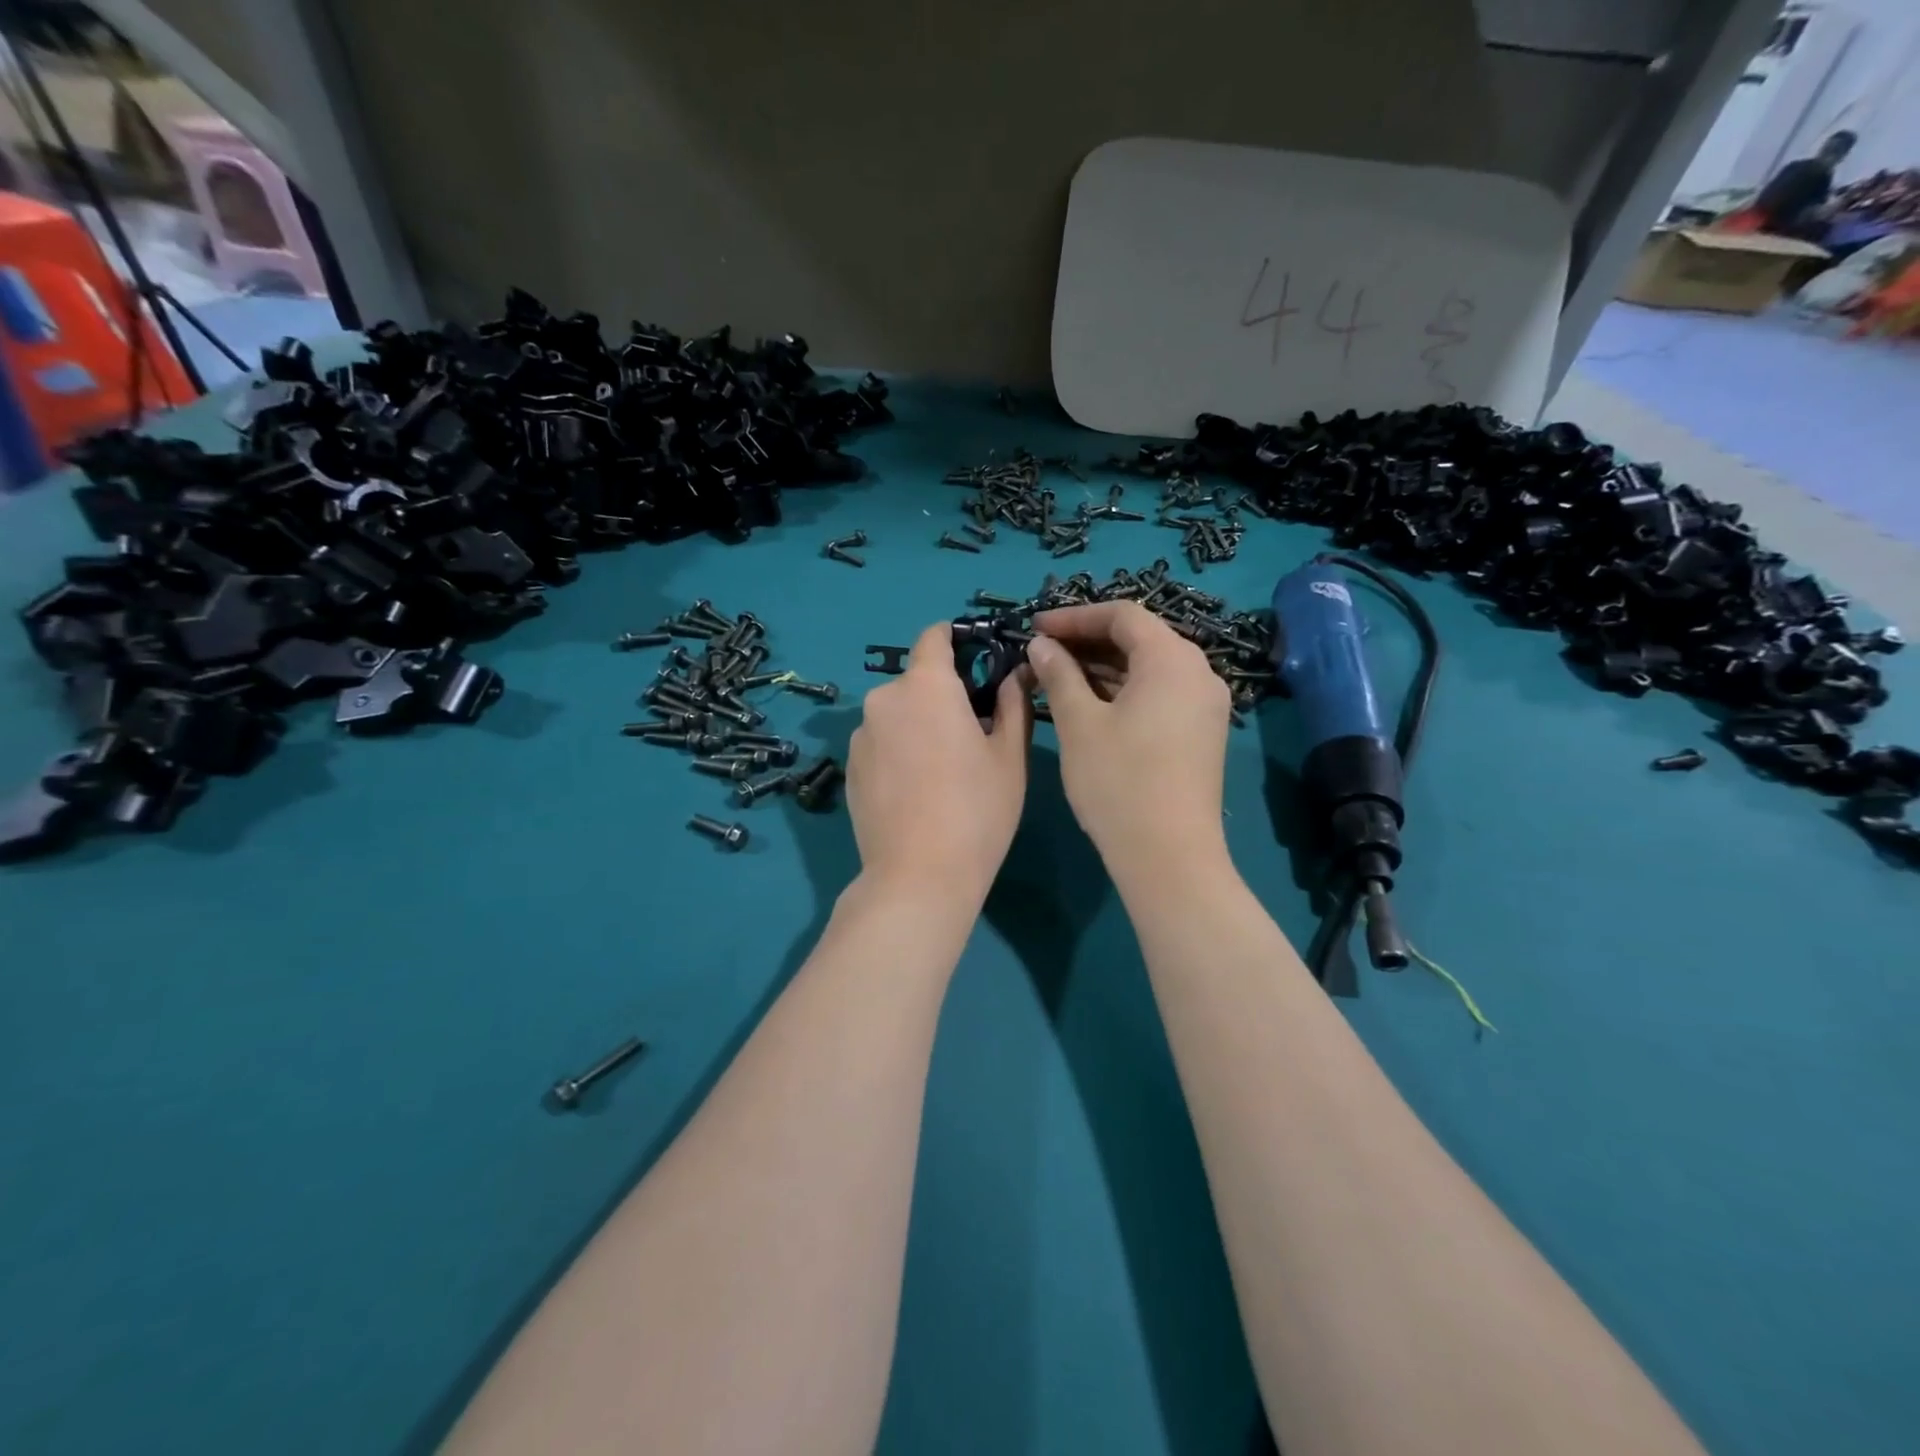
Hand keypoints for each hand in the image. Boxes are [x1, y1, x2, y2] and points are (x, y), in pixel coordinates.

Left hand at [846, 622, 1032, 906]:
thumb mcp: (1008, 755)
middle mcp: (884, 699)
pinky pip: (880, 742)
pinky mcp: (849, 768)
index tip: (977, 660)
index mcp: (926, 685)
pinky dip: (898, 750)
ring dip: (917, 724)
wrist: (918, 876)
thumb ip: (1012, 703)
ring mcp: (860, 735)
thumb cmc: (977, 809)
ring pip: (896, 714)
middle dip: (942, 694)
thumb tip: (1016, 673)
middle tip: (971, 731)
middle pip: (916, 680)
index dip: (956, 640)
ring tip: (942, 768)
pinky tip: (916, 790)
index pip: (934, 637)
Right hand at [1026, 602, 1232, 886]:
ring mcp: (1204, 705)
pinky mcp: (1201, 732)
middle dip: (1087, 640)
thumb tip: (1041, 644)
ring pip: (1148, 668)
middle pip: (1139, 638)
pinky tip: (1089, 703)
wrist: (1169, 856)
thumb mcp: (1079, 723)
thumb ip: (1059, 674)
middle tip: (1042, 651)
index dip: (1074, 616)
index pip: (1122, 615)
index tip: (1034, 627)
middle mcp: (1198, 672)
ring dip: (1103, 667)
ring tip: (1056, 676)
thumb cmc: (1118, 781)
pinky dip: (1123, 690)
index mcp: (1172, 659)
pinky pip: (1159, 693)